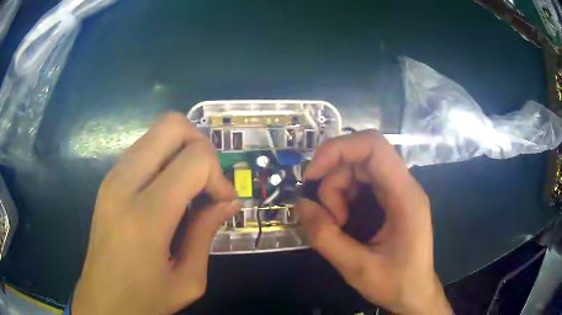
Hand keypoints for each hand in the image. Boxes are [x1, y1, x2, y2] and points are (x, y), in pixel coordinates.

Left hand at [72, 113, 237, 314]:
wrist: (102, 301)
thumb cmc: (145, 300)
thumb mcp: (188, 279)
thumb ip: (206, 233)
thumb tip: (228, 201)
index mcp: (146, 215)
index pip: (194, 159)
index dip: (219, 175)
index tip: (222, 202)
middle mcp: (124, 184)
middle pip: (172, 125)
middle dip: (200, 146)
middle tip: (207, 182)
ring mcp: (112, 177)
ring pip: (157, 132)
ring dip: (182, 151)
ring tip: (189, 189)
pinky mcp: (108, 179)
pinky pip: (144, 149)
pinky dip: (165, 159)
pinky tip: (169, 192)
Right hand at [297, 130, 451, 314]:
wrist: (415, 294)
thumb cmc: (395, 283)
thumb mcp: (356, 268)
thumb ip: (325, 237)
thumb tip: (301, 204)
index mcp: (405, 197)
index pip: (374, 147)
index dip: (338, 150)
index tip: (312, 175)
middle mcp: (404, 186)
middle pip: (361, 157)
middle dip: (333, 180)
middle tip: (328, 216)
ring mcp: (398, 191)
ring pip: (357, 169)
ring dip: (337, 191)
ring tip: (337, 224)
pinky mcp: (391, 200)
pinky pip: (361, 184)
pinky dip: (343, 197)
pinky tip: (342, 221)